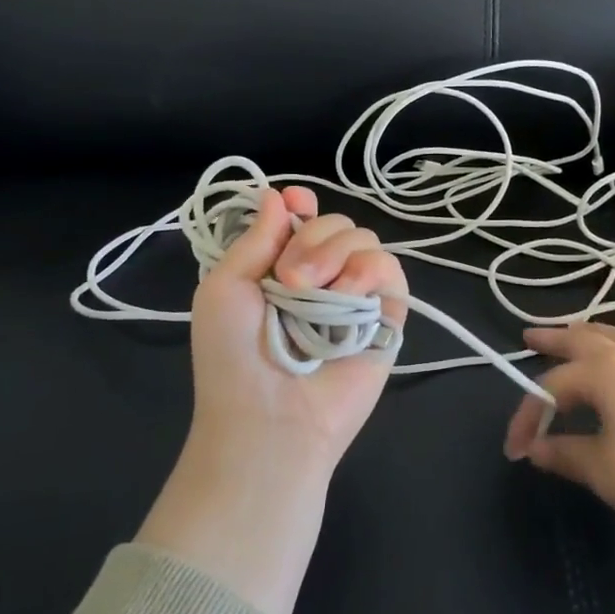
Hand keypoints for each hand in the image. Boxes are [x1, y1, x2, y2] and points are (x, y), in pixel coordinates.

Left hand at [188, 185, 407, 470]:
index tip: (297, 203)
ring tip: (310, 292)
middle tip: (288, 280)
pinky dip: (368, 270)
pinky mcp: (386, 316)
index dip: (302, 204)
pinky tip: (346, 293)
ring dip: (335, 254)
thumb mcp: (224, 288)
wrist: (267, 419)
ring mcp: (355, 295)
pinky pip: (390, 269)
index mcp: (281, 267)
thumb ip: (255, 238)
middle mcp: (321, 276)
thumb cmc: (233, 357)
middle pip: (335, 222)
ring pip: (364, 238)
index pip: (304, 218)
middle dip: (311, 238)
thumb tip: (279, 194)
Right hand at [504, 323, 614, 584]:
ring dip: (588, 334)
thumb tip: (535, 449)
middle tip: (528, 335)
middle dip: (552, 338)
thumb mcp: (604, 470)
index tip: (515, 451)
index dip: (528, 417)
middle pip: (582, 338)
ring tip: (574, 334)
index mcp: (603, 372)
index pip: (551, 388)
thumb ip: (564, 455)